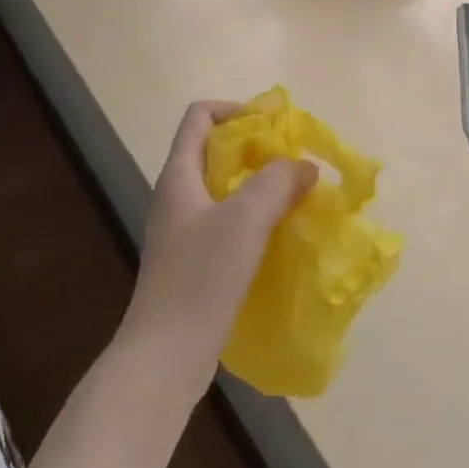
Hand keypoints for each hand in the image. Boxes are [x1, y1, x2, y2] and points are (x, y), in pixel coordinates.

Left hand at [119, 101, 317, 383]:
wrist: (164, 357)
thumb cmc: (200, 278)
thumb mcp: (244, 220)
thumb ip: (276, 183)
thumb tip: (304, 167)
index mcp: (179, 175)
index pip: (200, 116)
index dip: (236, 110)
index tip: (274, 127)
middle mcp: (177, 196)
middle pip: (216, 151)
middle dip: (257, 151)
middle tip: (296, 165)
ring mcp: (183, 232)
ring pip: (225, 191)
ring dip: (260, 188)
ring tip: (297, 199)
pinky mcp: (194, 263)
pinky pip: (228, 224)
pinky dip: (255, 220)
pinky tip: (281, 237)